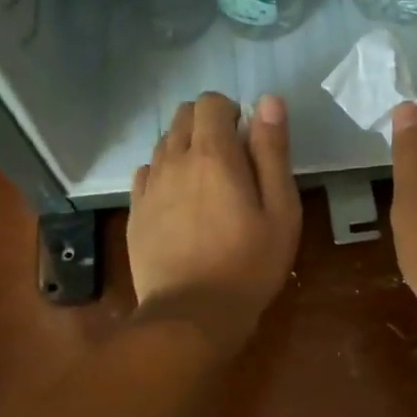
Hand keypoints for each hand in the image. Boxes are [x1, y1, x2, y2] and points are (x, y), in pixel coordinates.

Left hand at [129, 92, 300, 343]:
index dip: (231, 111)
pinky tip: (181, 201)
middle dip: (208, 124)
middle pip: (183, 116)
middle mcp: (173, 160)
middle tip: (232, 160)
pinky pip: (147, 173)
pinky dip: (165, 173)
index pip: (210, 102)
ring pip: (164, 143)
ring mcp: (149, 187)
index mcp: (212, 154)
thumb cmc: (250, 263)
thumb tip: (268, 100)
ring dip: (186, 147)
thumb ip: (272, 151)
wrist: (192, 315)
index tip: (248, 140)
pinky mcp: (135, 212)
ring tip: (208, 183)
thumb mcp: (281, 209)